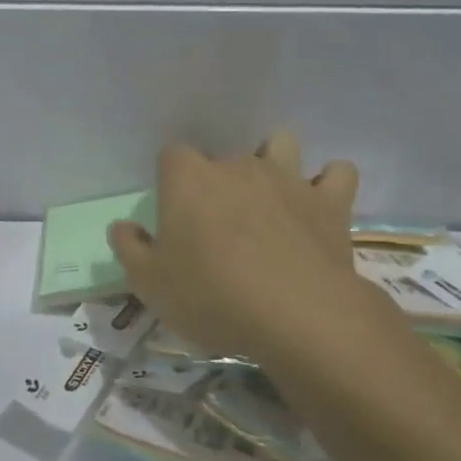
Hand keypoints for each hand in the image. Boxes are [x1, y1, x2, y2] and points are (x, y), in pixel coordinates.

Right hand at [107, 130, 388, 368]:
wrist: (298, 316)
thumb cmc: (211, 296)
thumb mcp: (150, 284)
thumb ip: (129, 249)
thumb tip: (123, 227)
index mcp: (189, 179)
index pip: (172, 155)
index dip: (172, 180)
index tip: (174, 213)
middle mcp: (237, 166)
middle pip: (224, 155)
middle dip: (220, 181)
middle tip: (218, 225)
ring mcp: (287, 179)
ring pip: (281, 144)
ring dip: (275, 161)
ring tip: (270, 195)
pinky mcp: (330, 202)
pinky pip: (337, 173)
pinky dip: (329, 183)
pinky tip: (319, 204)